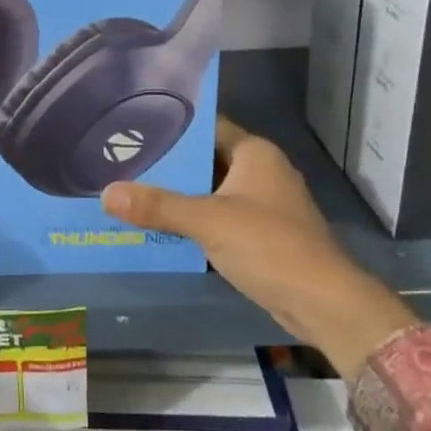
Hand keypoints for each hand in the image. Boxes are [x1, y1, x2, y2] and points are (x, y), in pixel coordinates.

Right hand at [100, 117, 415, 373]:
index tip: (132, 128)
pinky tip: (159, 226)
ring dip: (178, 196)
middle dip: (168, 165)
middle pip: (205, 160)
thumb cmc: (269, 246)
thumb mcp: (208, 221)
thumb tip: (106, 194)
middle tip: (121, 163)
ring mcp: (263, 204)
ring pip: (210, 191)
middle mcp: (260, 171)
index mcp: (254, 153)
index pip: (206, 127)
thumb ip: (158, 206)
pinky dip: (192, 221)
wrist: (323, 303)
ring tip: (131, 192)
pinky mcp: (261, 234)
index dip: (172, 128)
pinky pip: (218, 217)